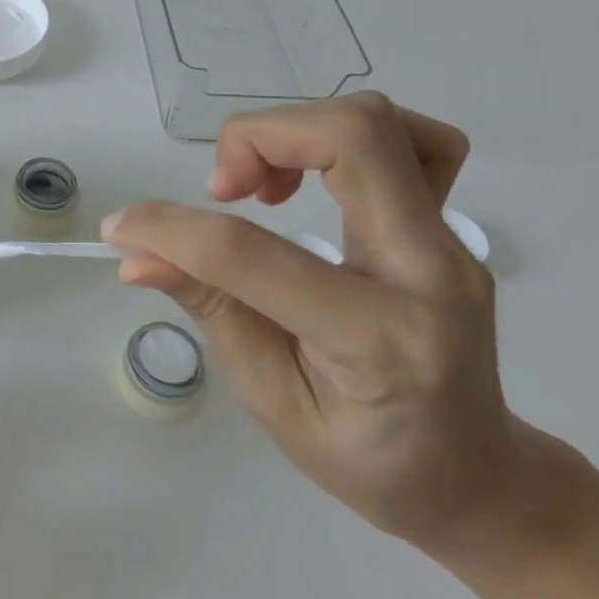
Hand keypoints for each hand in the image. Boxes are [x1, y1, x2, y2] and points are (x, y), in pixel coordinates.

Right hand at [104, 92, 535, 553]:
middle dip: (254, 138)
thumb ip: (210, 308)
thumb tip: (135, 253)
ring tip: (260, 186)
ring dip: (293, 131)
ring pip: (376, 121)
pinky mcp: (450, 224)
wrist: (476, 477)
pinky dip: (347, 135)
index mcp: (380, 338)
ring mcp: (450, 240)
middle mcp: (429, 271)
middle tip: (220, 191)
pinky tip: (315, 172)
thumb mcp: (271, 399)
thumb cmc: (369, 460)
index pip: (251, 251)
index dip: (168, 227)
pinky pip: (416, 138)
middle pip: (348, 137)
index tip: (122, 227)